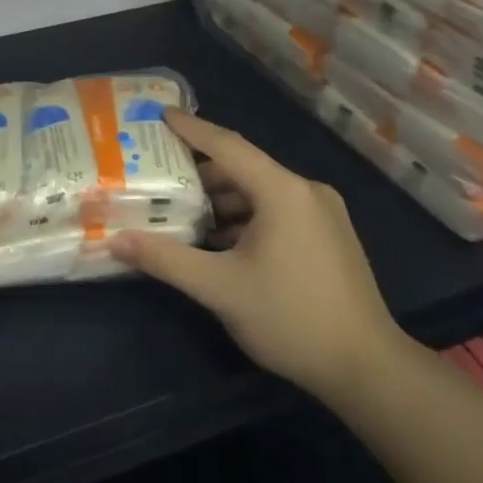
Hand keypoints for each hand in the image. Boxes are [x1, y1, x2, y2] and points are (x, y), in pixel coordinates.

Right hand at [111, 109, 408, 406]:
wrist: (367, 368)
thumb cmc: (290, 318)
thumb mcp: (219, 288)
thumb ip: (166, 259)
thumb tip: (115, 241)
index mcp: (282, 191)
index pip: (227, 145)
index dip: (190, 128)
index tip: (158, 115)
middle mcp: (306, 191)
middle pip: (243, 168)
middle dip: (200, 171)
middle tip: (158, 175)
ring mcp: (322, 214)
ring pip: (260, 192)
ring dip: (222, 199)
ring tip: (181, 212)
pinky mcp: (329, 236)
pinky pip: (277, 211)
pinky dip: (245, 216)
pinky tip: (220, 240)